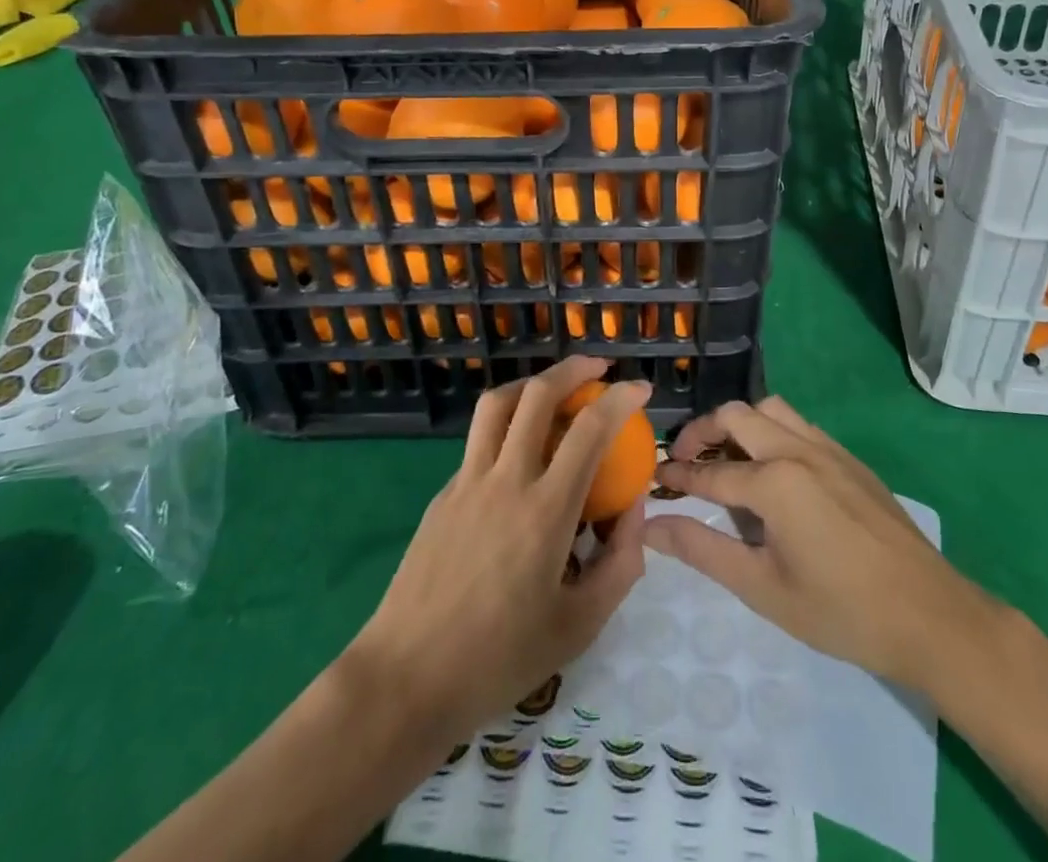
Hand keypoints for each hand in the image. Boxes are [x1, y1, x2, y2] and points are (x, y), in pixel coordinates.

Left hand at [345, 357, 650, 741]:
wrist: (407, 679)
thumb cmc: (499, 659)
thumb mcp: (579, 626)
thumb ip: (619, 565)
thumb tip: (635, 511)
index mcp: (546, 510)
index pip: (590, 429)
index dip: (621, 398)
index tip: (640, 389)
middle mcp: (506, 480)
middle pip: (537, 395)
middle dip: (573, 368)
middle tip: (598, 367)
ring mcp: (467, 482)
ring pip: (497, 404)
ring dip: (531, 385)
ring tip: (553, 391)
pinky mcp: (443, 495)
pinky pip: (478, 443)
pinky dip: (505, 429)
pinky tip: (516, 460)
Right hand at [645, 396, 996, 690]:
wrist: (930, 616)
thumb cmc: (841, 611)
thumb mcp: (762, 588)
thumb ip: (703, 550)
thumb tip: (652, 527)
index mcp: (775, 482)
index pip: (710, 472)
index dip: (677, 476)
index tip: (652, 480)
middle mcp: (798, 450)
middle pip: (736, 416)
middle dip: (702, 432)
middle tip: (685, 461)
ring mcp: (828, 449)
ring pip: (771, 410)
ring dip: (740, 424)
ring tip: (728, 458)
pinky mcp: (850, 459)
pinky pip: (800, 425)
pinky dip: (773, 431)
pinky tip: (774, 470)